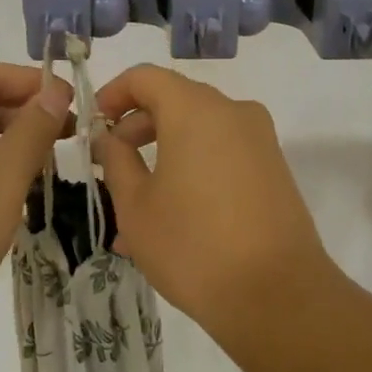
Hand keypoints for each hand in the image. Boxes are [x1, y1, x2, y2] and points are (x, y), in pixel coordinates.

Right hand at [94, 66, 333, 326]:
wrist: (276, 294)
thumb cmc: (193, 245)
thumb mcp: (136, 205)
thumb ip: (116, 160)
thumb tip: (110, 137)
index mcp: (196, 110)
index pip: (146, 77)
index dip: (114, 94)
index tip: (95, 125)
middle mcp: (233, 112)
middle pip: (176, 101)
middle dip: (138, 128)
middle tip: (112, 164)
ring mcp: (260, 140)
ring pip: (199, 131)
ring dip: (164, 155)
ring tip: (135, 206)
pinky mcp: (274, 169)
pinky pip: (223, 154)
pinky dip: (193, 169)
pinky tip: (172, 217)